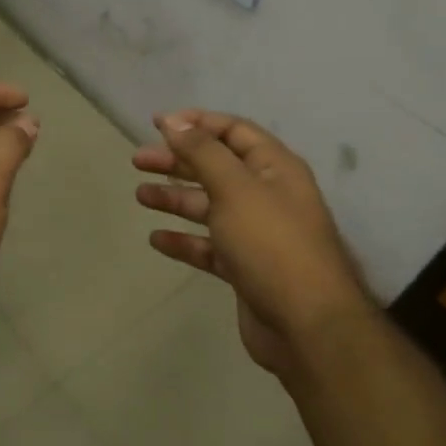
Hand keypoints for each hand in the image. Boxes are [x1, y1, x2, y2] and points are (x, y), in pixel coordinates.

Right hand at [133, 110, 373, 375]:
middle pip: (216, 168)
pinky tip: (157, 239)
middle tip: (138, 160)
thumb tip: (175, 121)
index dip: (197, 123)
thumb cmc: (271, 244)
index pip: (234, 132)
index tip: (158, 123)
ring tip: (140, 196)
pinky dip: (184, 240)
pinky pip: (209, 246)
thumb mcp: (235, 188)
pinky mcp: (245, 268)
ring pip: (209, 207)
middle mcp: (267, 196)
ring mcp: (256, 234)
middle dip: (177, 161)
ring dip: (175, 198)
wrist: (307, 325)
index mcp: (274, 169)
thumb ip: (203, 152)